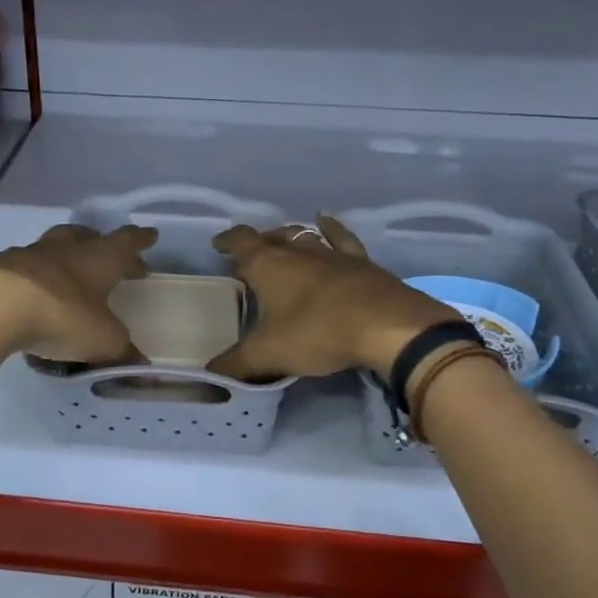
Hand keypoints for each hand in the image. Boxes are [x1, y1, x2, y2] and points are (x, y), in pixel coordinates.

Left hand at [0, 223, 157, 362]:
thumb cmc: (61, 315)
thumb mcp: (102, 340)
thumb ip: (121, 350)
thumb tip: (139, 363)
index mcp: (100, 258)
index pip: (127, 242)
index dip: (140, 240)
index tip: (150, 235)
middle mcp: (67, 248)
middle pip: (88, 237)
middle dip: (103, 245)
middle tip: (112, 258)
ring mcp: (30, 254)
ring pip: (55, 247)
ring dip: (67, 257)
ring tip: (71, 274)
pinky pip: (25, 268)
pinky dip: (36, 277)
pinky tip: (33, 294)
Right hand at [206, 215, 460, 380]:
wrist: (386, 326)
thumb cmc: (318, 333)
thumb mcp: (269, 354)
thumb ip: (236, 364)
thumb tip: (211, 374)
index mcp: (268, 265)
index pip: (241, 241)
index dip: (227, 241)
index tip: (218, 245)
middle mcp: (298, 250)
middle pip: (271, 237)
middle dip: (257, 245)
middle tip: (250, 260)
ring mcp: (332, 253)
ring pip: (303, 236)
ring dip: (289, 238)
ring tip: (282, 244)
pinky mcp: (361, 262)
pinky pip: (340, 238)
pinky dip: (329, 229)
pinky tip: (325, 223)